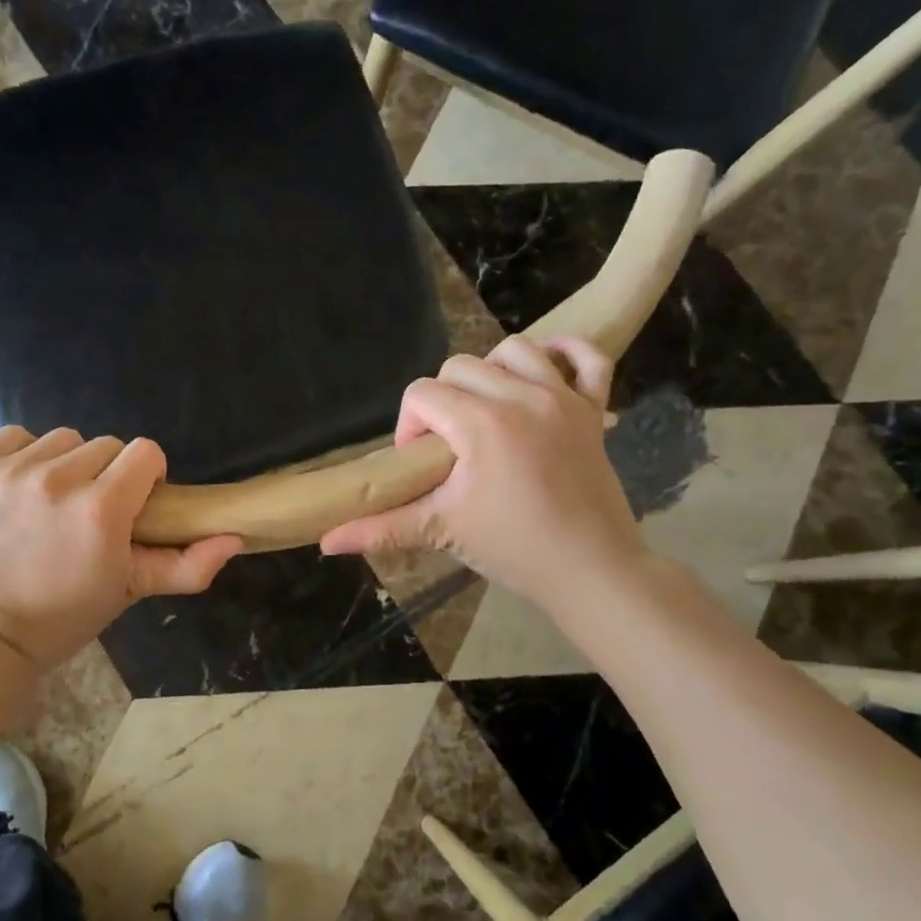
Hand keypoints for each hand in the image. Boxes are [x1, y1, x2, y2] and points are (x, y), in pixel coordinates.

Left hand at [0, 428, 241, 670]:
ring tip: (52, 503)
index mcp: (101, 509)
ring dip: (66, 464)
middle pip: (106, 445)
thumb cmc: (63, 617)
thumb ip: (186, 565)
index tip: (133, 505)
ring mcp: (9, 471)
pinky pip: (15, 436)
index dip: (147, 477)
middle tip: (89, 513)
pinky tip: (19, 490)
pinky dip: (24, 457)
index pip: (145, 452)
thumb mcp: (130, 592)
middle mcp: (57, 479)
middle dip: (107, 474)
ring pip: (62, 439)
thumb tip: (234, 537)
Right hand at [320, 336, 645, 610]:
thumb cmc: (513, 549)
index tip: (420, 464)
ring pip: (514, 349)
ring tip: (487, 412)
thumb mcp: (442, 531)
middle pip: (459, 367)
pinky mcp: (594, 408)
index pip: (422, 394)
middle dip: (442, 401)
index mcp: (481, 423)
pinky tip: (544, 375)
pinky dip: (565, 354)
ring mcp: (563, 397)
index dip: (409, 426)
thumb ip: (381, 528)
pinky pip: (587, 357)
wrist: (592, 571)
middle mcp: (522, 396)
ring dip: (491, 373)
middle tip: (449, 446)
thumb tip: (326, 541)